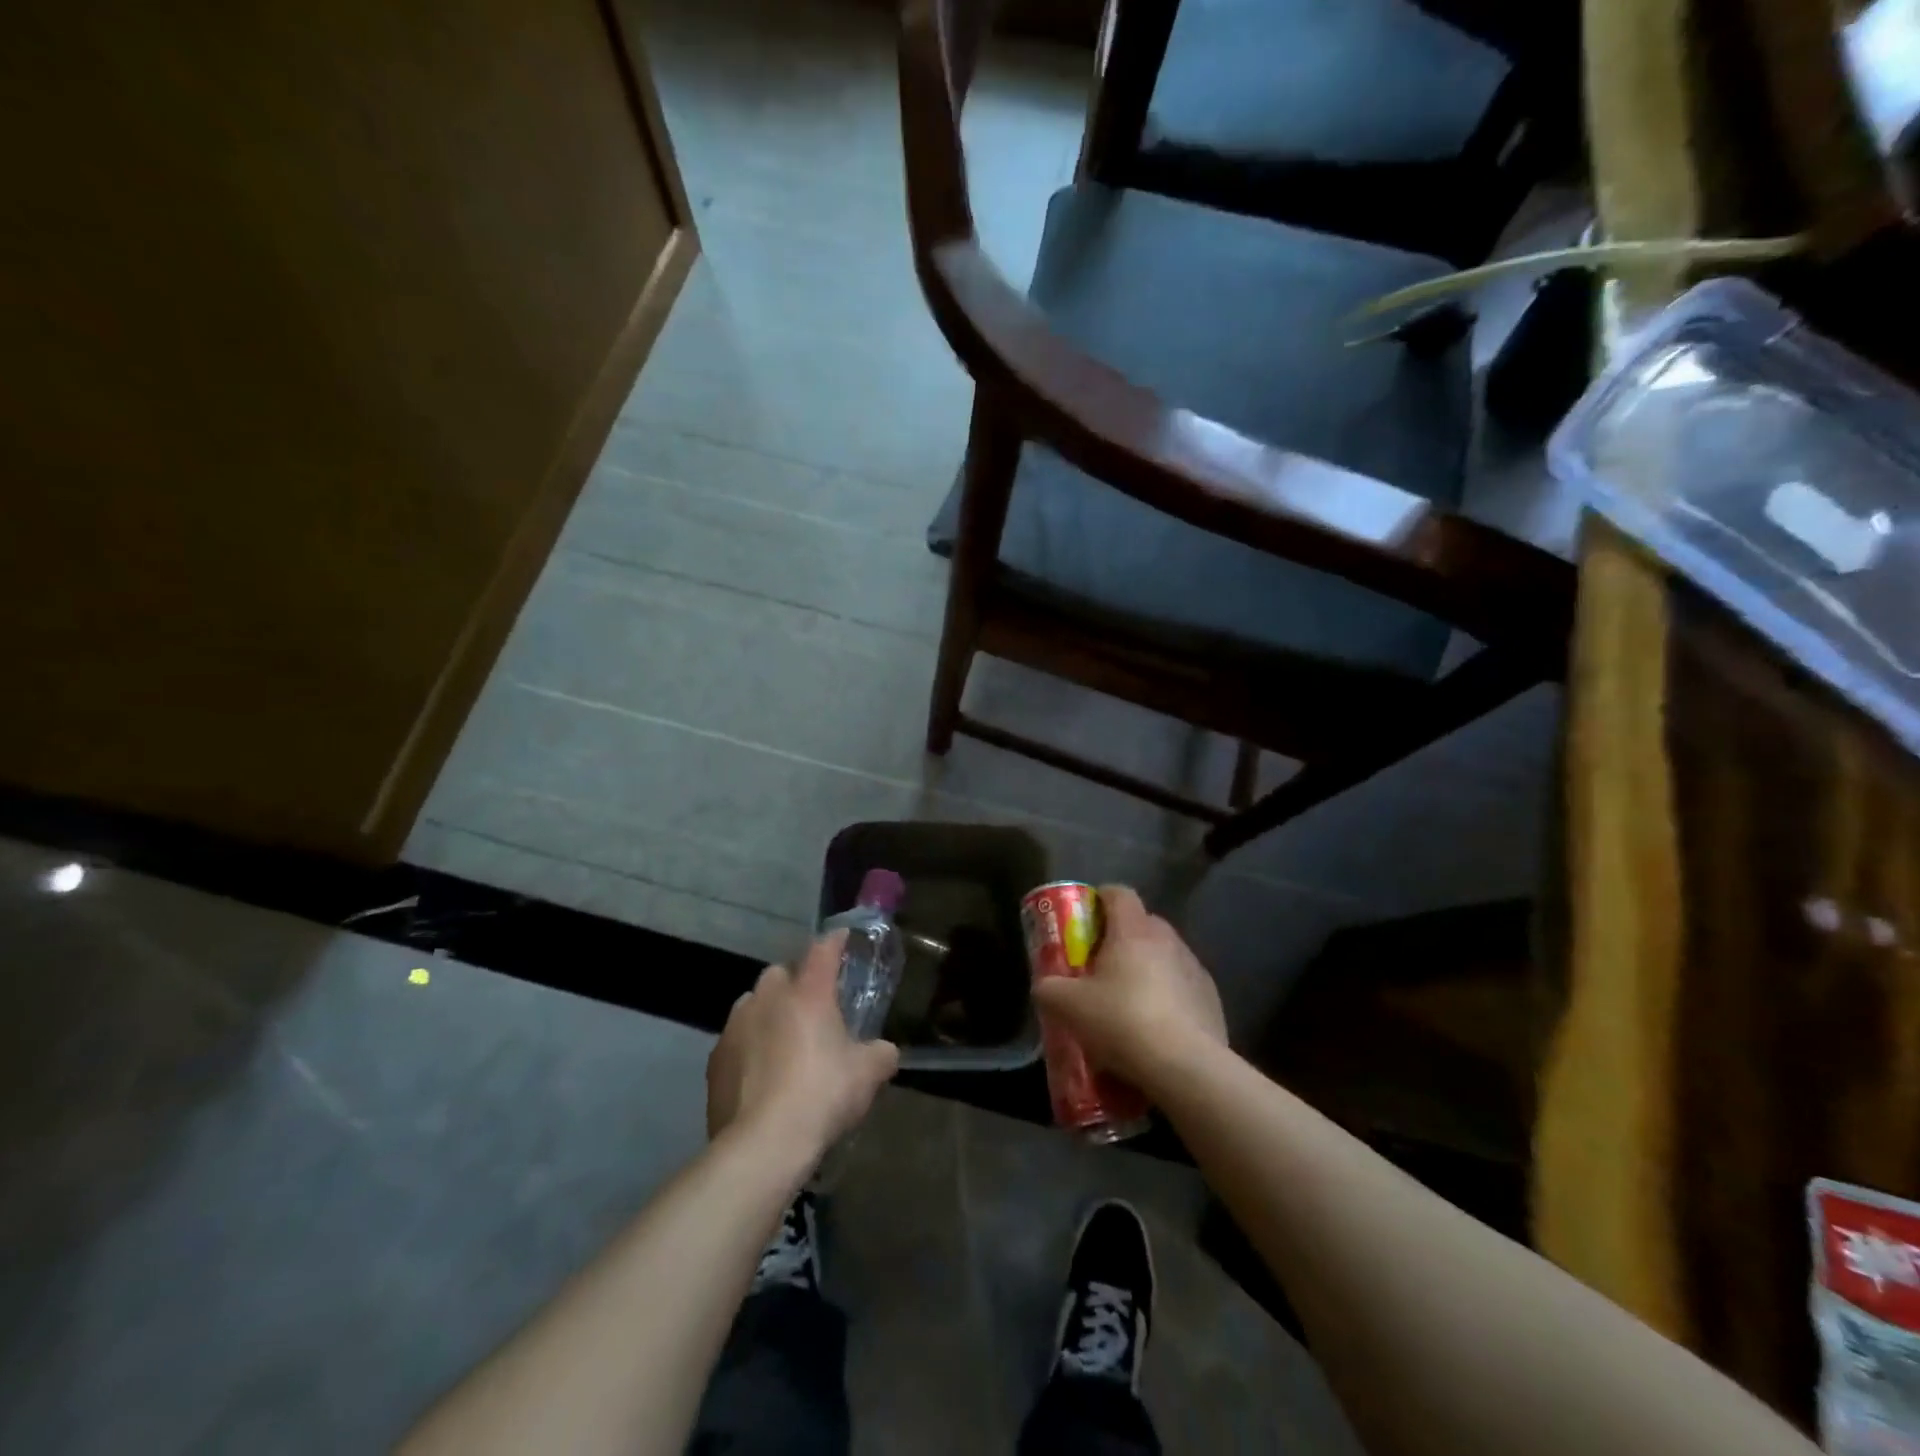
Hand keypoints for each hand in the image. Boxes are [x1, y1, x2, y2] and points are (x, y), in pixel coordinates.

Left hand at [706, 930, 899, 1160]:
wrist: (763, 1144)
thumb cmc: (822, 1095)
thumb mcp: (868, 1075)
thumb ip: (880, 1054)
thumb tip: (884, 1051)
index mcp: (809, 993)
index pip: (823, 950)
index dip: (835, 942)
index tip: (842, 938)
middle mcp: (768, 998)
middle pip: (780, 974)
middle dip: (795, 983)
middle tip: (812, 1008)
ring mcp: (736, 1027)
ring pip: (752, 1004)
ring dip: (767, 1013)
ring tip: (783, 1041)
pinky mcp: (715, 1060)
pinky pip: (735, 1040)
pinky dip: (748, 1047)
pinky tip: (760, 1074)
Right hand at [1030, 884, 1226, 1090]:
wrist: (1186, 1068)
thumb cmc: (1122, 1021)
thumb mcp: (1067, 1006)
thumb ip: (1048, 988)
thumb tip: (1045, 985)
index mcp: (1133, 930)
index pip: (1118, 893)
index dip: (1099, 899)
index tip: (1083, 918)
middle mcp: (1168, 940)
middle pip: (1142, 924)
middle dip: (1120, 939)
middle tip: (1098, 966)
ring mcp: (1195, 969)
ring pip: (1164, 957)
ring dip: (1146, 970)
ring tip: (1127, 1004)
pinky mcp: (1212, 1001)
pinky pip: (1183, 988)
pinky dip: (1168, 999)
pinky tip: (1154, 1030)